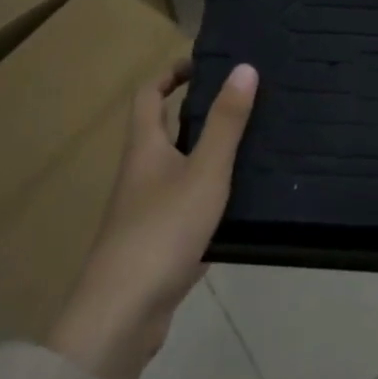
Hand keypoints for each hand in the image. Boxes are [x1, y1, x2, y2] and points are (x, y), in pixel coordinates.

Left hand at [48, 61, 257, 378]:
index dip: (171, 74)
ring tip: (254, 143)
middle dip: (198, 112)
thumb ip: (226, 122)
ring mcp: (147, 211)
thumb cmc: (162, 230)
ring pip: (179, 169)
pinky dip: (212, 195)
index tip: (205, 64)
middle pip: (164, 131)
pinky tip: (243, 201)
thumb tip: (244, 68)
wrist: (123, 314)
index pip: (149, 95)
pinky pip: (188, 205)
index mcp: (145, 147)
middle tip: (243, 101)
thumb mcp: (205, 170)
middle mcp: (141, 173)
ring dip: (208, 153)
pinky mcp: (159, 244)